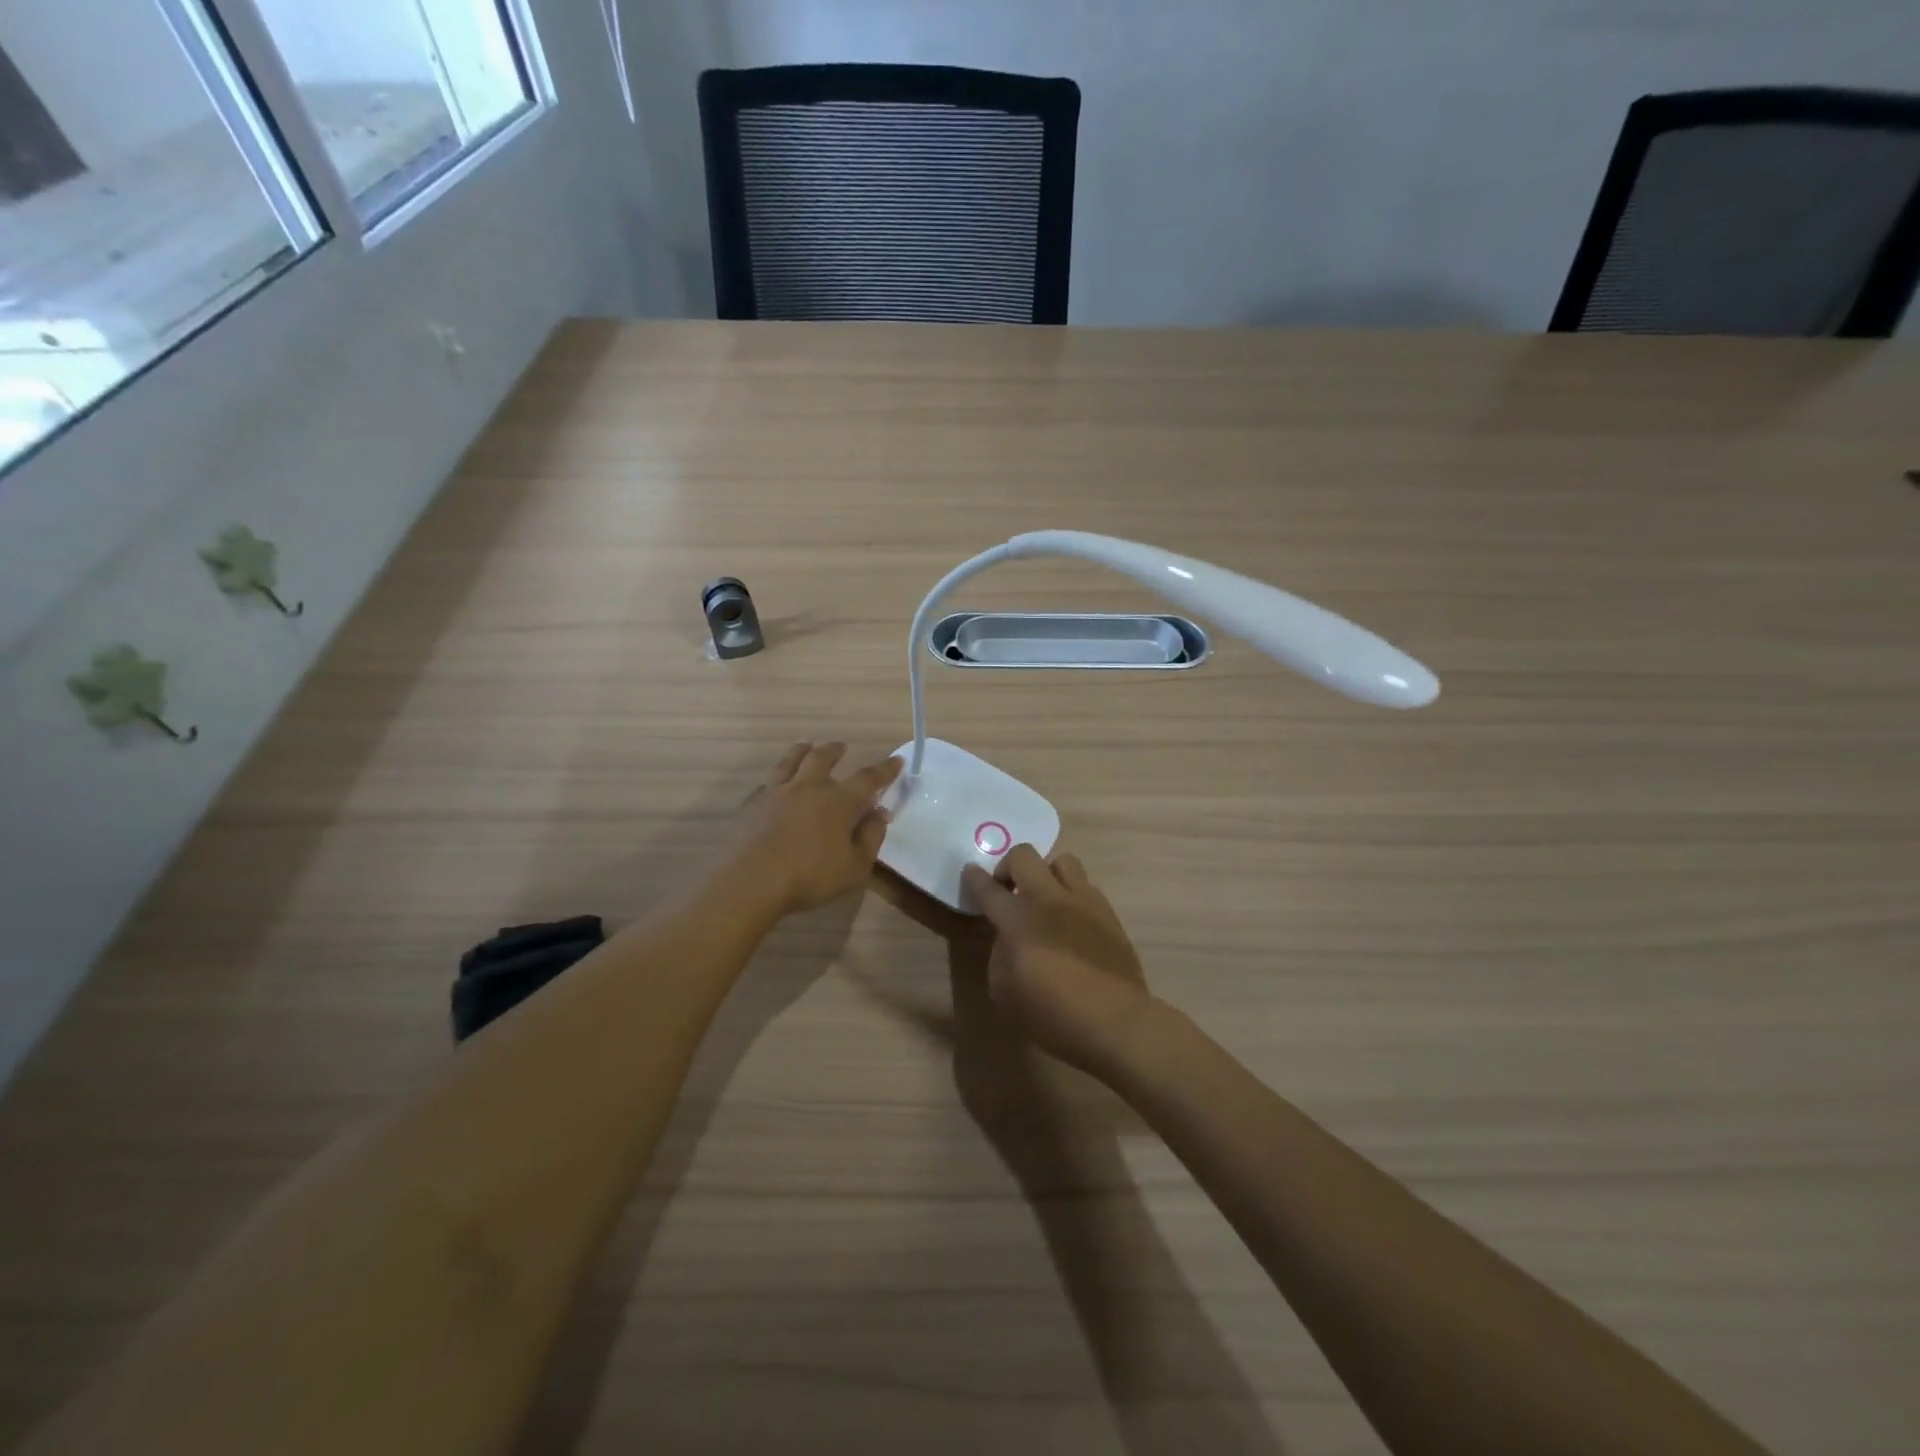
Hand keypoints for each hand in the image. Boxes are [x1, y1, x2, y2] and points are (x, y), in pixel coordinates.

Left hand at [735, 742, 901, 915]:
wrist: (752, 881)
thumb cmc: (810, 876)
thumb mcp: (855, 866)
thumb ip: (870, 836)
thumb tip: (880, 812)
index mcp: (838, 801)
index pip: (867, 779)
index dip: (884, 770)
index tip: (896, 760)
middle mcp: (808, 788)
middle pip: (822, 758)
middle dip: (835, 750)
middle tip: (841, 746)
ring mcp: (776, 793)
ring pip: (790, 761)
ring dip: (801, 751)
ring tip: (805, 746)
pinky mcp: (752, 805)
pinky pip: (766, 783)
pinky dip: (775, 779)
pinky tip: (773, 784)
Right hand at [960, 847, 1157, 1078]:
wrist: (1115, 1023)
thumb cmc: (1051, 1014)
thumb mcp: (1004, 991)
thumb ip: (1000, 954)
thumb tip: (1008, 937)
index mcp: (1019, 919)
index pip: (989, 889)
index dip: (975, 878)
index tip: (970, 872)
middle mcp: (1050, 900)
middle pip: (1025, 856)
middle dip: (1009, 866)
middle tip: (1008, 890)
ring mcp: (1084, 902)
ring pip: (1063, 861)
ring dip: (1047, 874)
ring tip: (1045, 900)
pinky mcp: (1109, 914)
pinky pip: (1087, 887)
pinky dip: (1073, 896)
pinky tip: (1072, 921)